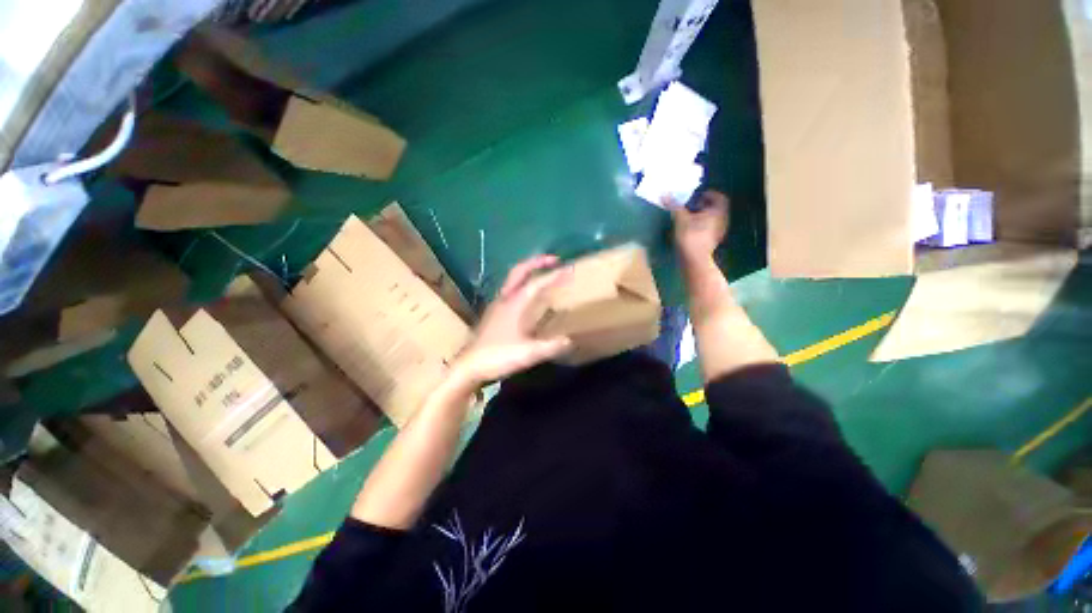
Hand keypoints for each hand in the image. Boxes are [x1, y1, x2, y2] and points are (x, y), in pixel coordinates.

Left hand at [452, 255, 572, 384]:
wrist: (468, 366)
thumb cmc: (498, 356)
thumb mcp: (528, 353)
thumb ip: (551, 346)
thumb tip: (569, 341)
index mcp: (514, 304)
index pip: (536, 284)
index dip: (553, 276)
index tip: (569, 269)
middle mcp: (504, 299)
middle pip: (519, 271)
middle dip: (537, 262)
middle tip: (554, 260)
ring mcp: (497, 305)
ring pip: (512, 279)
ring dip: (528, 271)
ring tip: (543, 273)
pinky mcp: (493, 313)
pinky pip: (510, 290)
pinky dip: (522, 284)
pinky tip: (528, 297)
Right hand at [668, 190, 729, 261]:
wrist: (695, 260)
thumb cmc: (690, 236)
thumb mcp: (680, 219)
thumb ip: (674, 206)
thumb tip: (665, 194)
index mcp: (718, 211)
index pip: (719, 197)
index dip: (709, 194)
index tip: (698, 196)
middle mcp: (722, 220)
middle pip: (716, 209)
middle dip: (705, 206)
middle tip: (692, 206)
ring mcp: (718, 233)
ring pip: (713, 220)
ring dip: (703, 217)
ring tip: (689, 218)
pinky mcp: (712, 243)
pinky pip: (709, 230)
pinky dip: (701, 227)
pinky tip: (690, 231)